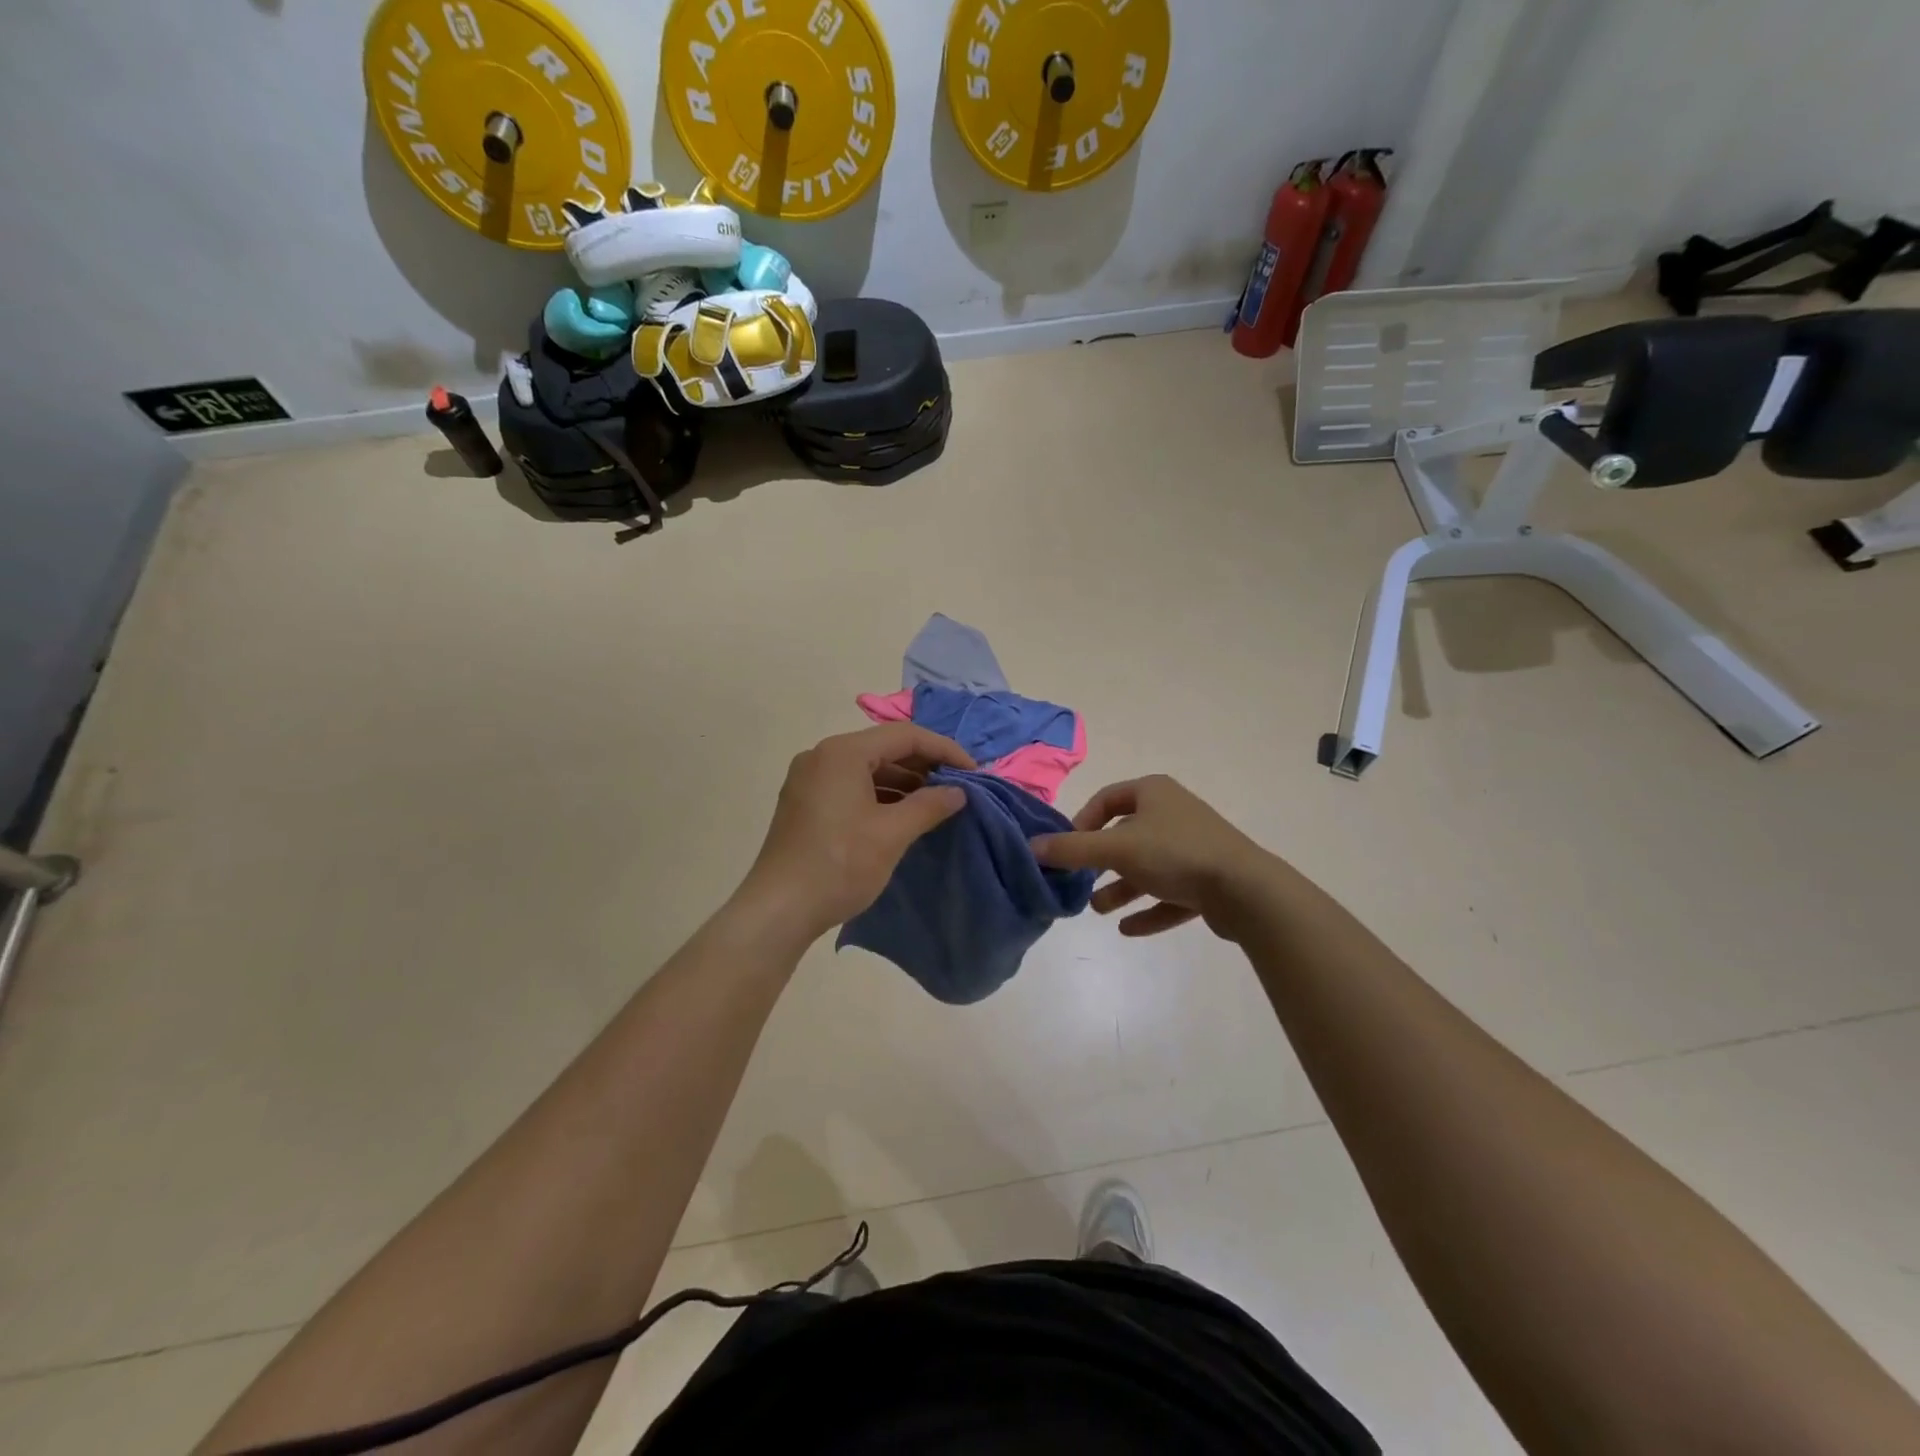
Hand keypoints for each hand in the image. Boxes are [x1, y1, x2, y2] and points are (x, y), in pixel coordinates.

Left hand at [738, 724, 975, 941]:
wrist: (779, 910)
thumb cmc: (839, 865)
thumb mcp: (892, 834)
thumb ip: (929, 805)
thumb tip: (958, 792)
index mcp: (842, 753)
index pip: (904, 736)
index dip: (944, 750)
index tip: (972, 772)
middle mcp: (822, 756)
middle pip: (883, 748)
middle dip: (923, 765)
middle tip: (956, 787)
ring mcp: (809, 779)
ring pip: (867, 768)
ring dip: (903, 781)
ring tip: (934, 803)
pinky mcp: (804, 803)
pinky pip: (850, 786)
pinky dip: (879, 795)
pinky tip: (900, 815)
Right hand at [1031, 775, 1277, 939]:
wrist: (1246, 890)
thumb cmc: (1175, 854)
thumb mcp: (1116, 849)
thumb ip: (1072, 849)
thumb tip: (1031, 847)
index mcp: (1154, 793)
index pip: (1107, 799)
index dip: (1082, 822)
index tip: (1068, 848)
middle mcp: (1174, 814)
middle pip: (1126, 836)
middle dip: (1100, 862)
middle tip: (1079, 882)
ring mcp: (1194, 848)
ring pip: (1148, 868)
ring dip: (1121, 889)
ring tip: (1097, 909)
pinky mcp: (1209, 881)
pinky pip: (1171, 894)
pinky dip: (1149, 910)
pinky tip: (1128, 930)